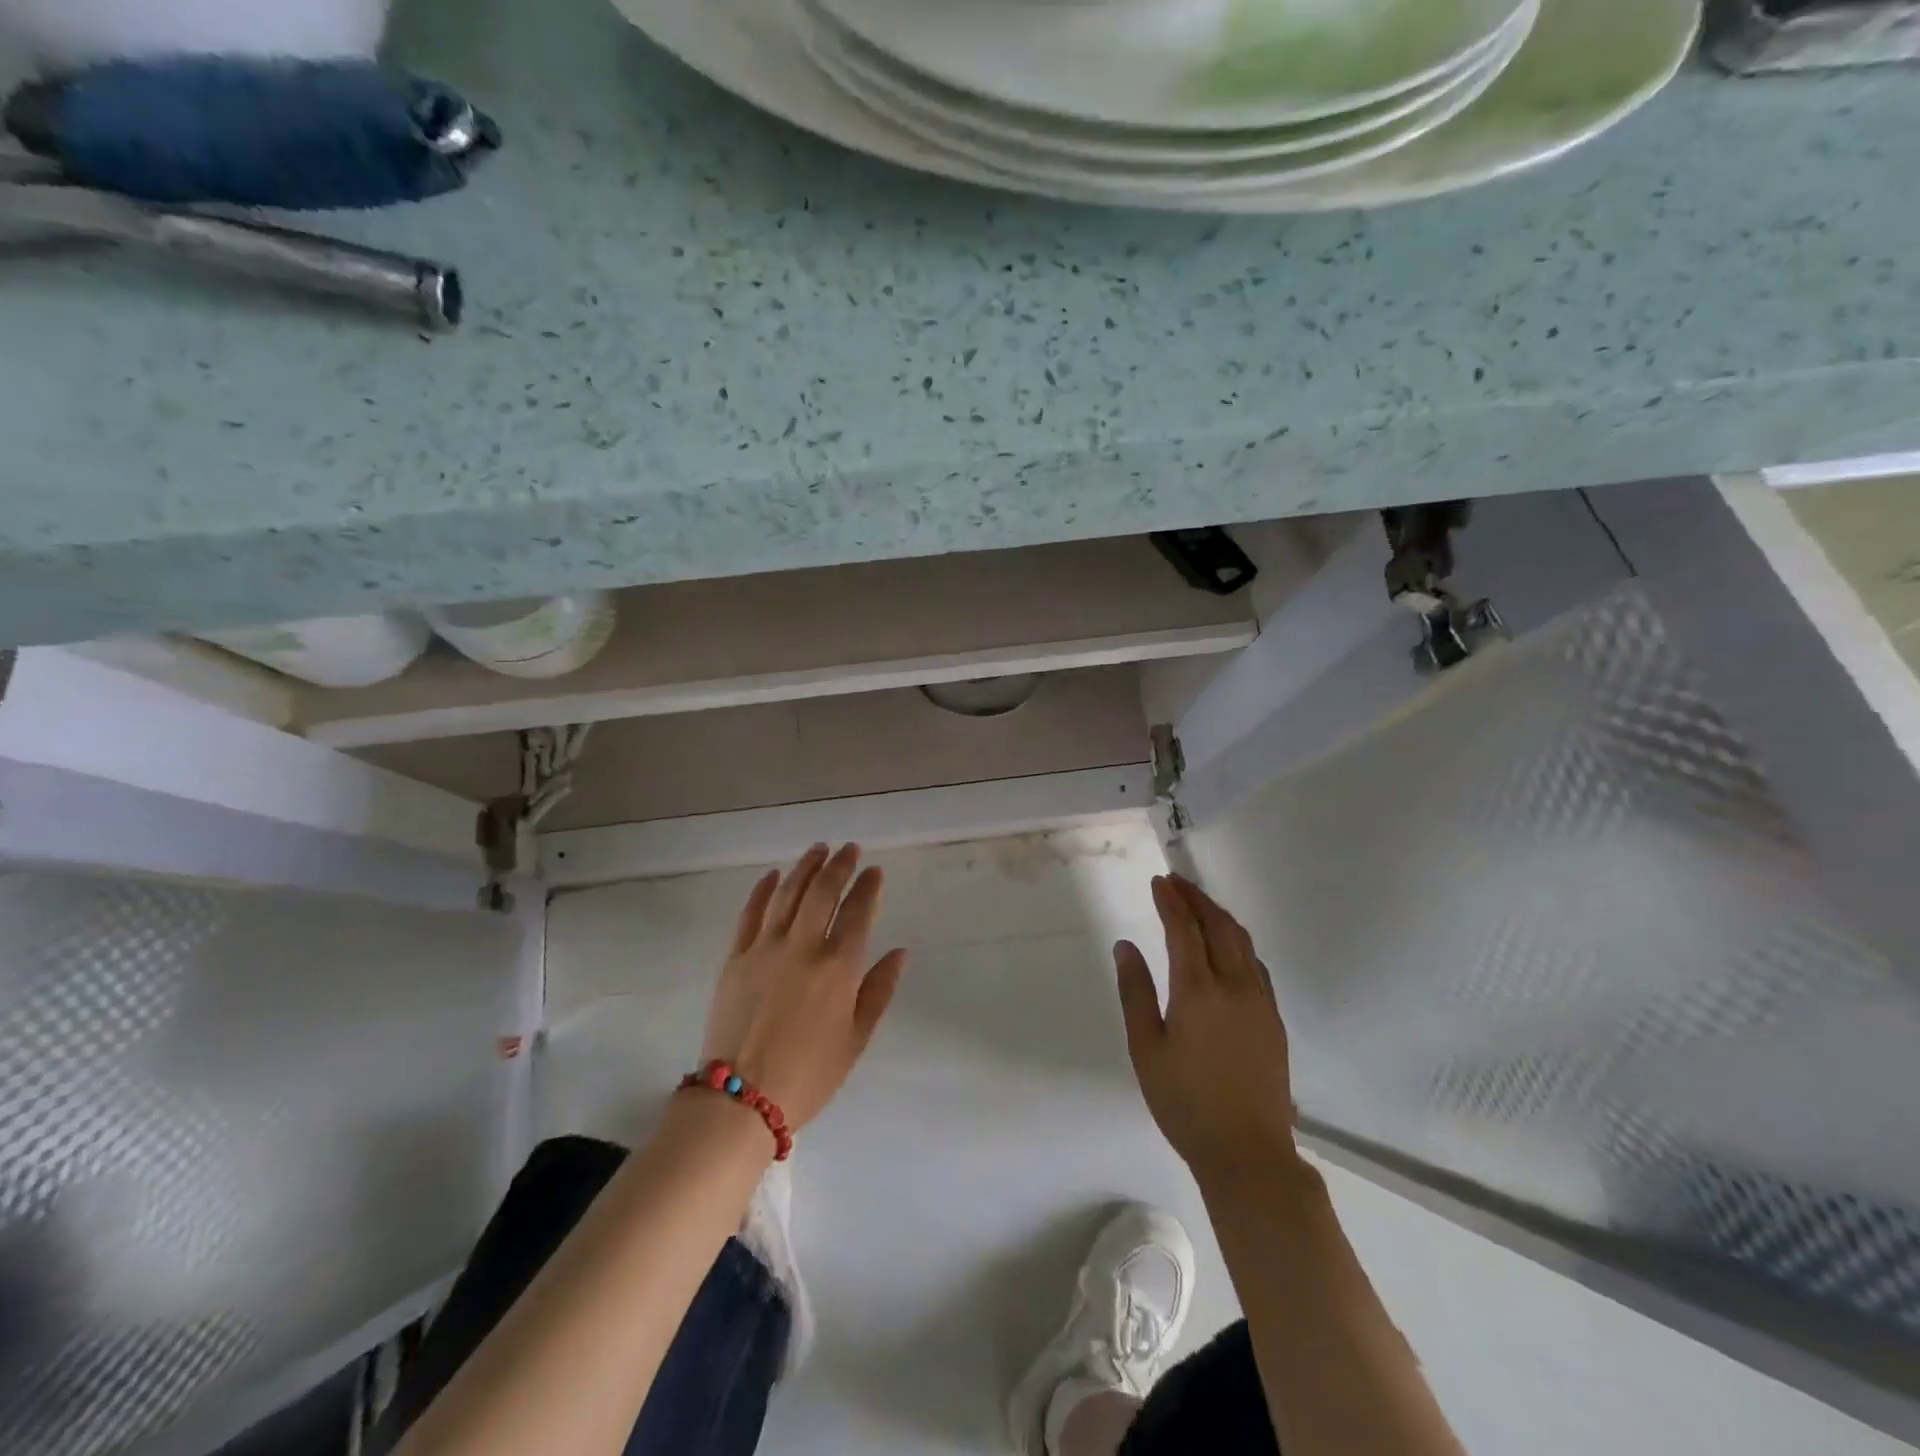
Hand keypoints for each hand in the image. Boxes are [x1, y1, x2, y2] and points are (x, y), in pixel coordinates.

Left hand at [699, 843, 906, 1131]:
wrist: (740, 1100)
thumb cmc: (809, 1075)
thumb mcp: (856, 1039)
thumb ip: (879, 990)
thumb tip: (899, 952)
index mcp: (837, 968)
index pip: (858, 912)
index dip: (868, 887)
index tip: (874, 871)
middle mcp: (802, 947)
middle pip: (822, 892)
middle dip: (839, 866)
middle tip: (849, 849)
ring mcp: (764, 948)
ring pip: (787, 893)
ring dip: (805, 867)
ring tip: (818, 850)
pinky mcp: (735, 957)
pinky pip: (750, 913)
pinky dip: (763, 889)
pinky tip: (773, 875)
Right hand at [1115, 874, 1296, 1182]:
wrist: (1248, 1153)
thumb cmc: (1185, 1102)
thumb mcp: (1145, 1048)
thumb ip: (1135, 992)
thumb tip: (1126, 946)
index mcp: (1198, 991)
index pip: (1184, 929)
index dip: (1171, 901)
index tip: (1159, 882)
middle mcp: (1234, 986)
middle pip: (1219, 926)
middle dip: (1197, 898)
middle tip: (1177, 883)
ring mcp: (1260, 1002)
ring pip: (1243, 942)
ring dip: (1220, 916)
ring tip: (1200, 905)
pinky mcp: (1274, 1020)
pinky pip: (1256, 965)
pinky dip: (1238, 943)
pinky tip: (1229, 948)